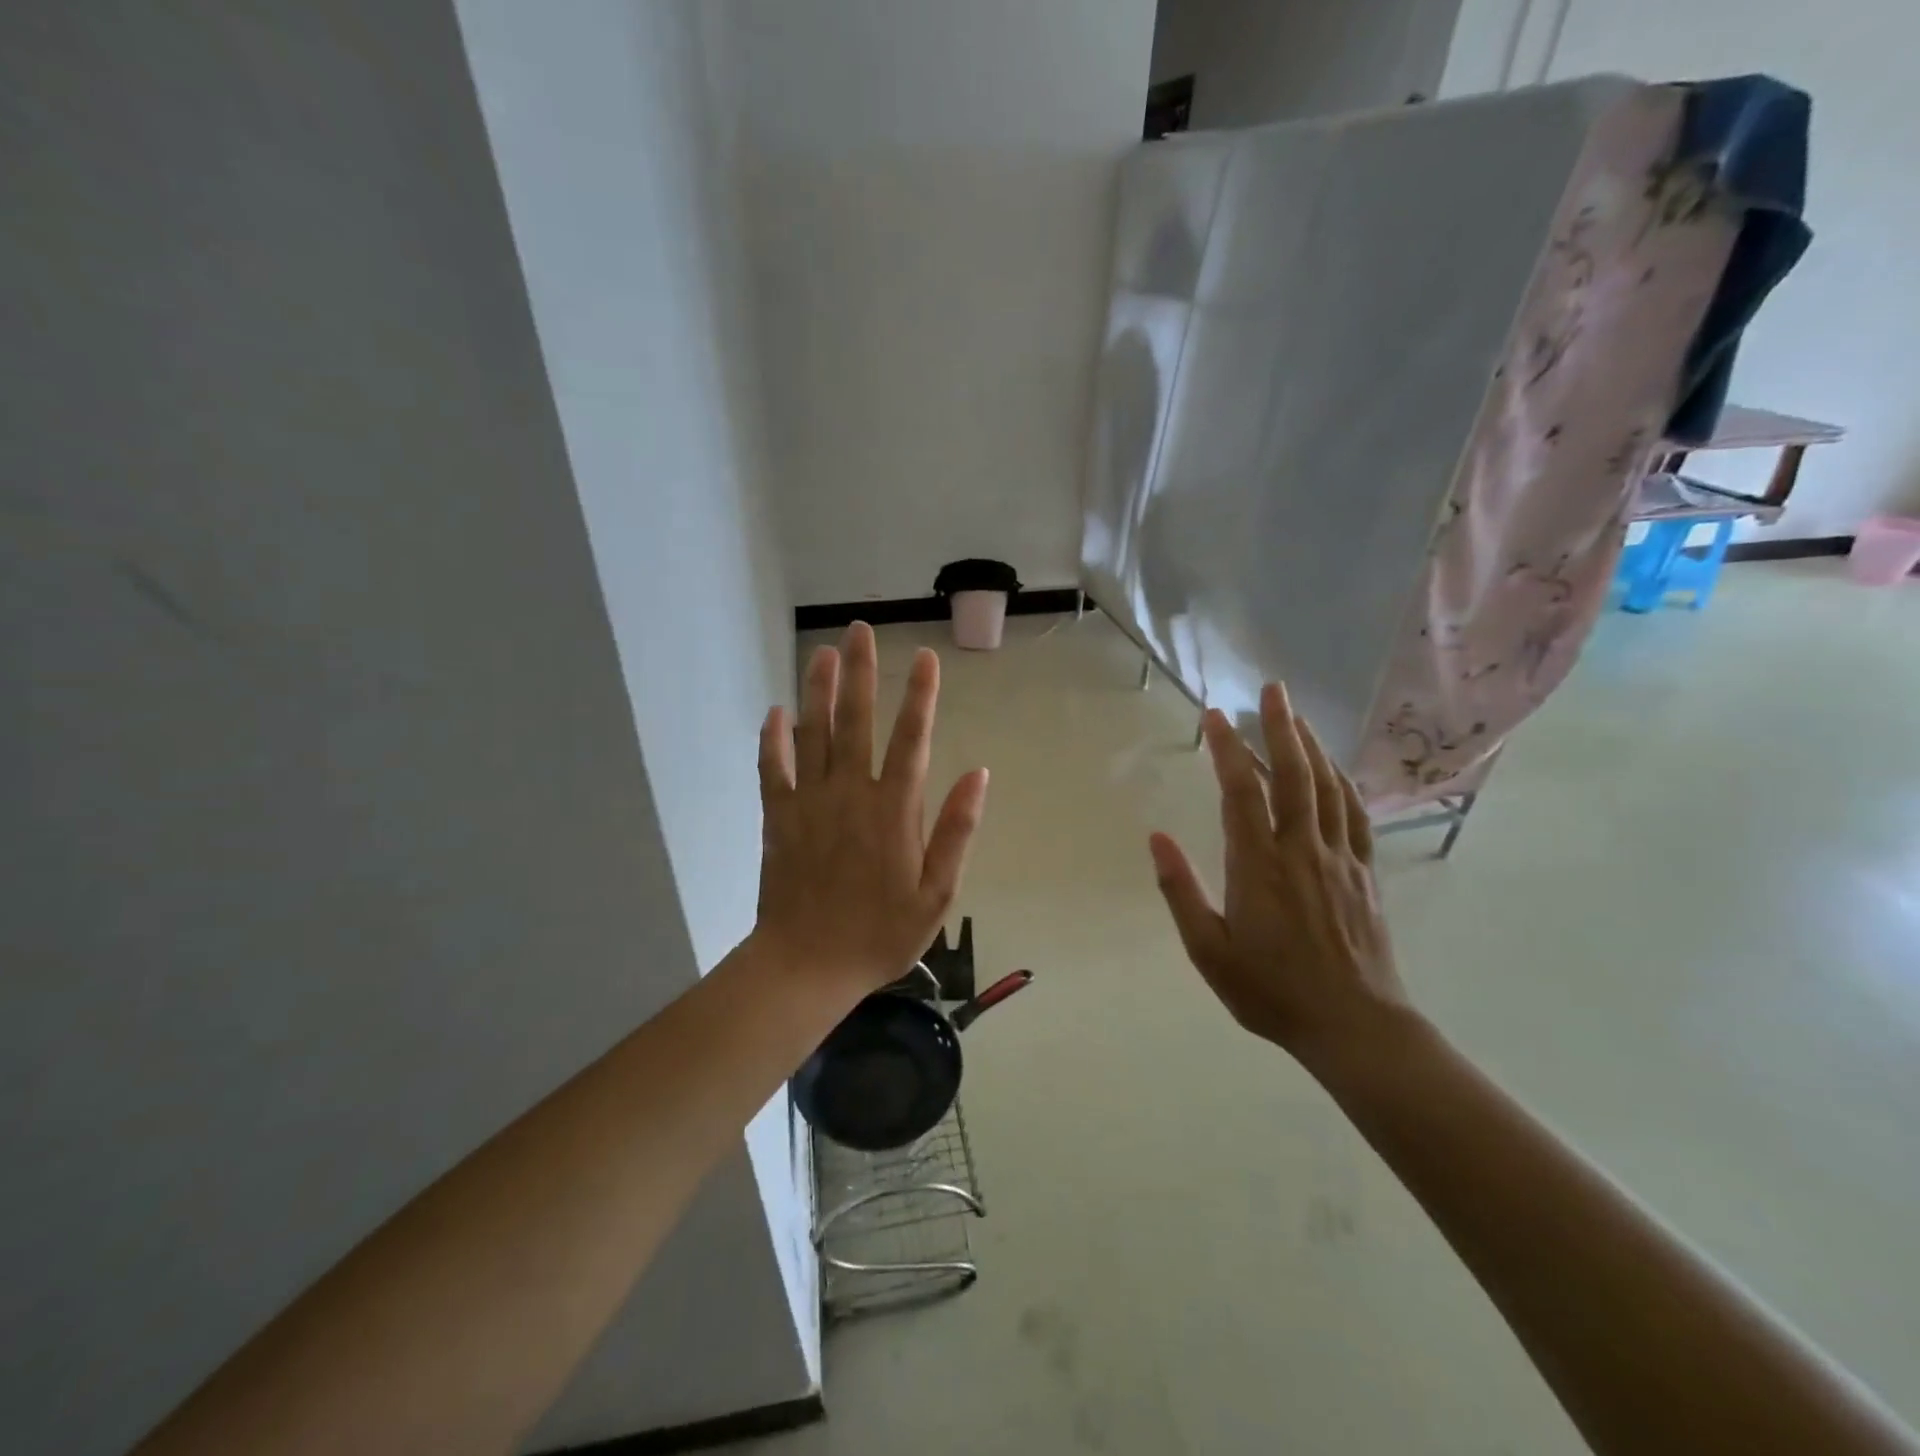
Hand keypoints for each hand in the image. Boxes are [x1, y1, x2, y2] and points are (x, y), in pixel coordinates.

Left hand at [753, 622, 988, 998]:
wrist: (807, 964)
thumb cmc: (880, 933)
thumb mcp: (936, 893)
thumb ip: (956, 831)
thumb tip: (977, 774)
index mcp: (893, 809)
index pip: (911, 738)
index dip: (921, 695)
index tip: (925, 658)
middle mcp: (851, 793)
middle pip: (856, 721)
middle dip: (860, 672)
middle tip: (859, 631)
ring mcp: (810, 802)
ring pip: (814, 734)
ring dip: (818, 691)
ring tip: (824, 653)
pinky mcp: (778, 817)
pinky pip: (773, 769)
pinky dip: (773, 739)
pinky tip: (776, 712)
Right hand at [1149, 684, 1409, 1072]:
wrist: (1355, 1026)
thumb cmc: (1271, 991)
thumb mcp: (1209, 952)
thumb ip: (1181, 892)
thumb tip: (1157, 838)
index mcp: (1259, 866)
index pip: (1242, 792)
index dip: (1228, 749)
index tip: (1214, 716)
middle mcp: (1302, 850)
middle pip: (1294, 775)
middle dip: (1281, 727)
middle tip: (1273, 688)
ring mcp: (1339, 858)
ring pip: (1328, 787)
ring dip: (1312, 745)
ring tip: (1297, 715)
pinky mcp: (1364, 872)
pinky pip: (1356, 814)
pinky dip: (1343, 782)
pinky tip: (1334, 769)